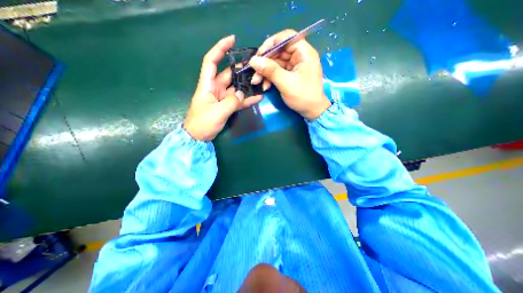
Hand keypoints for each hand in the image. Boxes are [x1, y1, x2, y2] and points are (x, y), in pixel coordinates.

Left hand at [185, 35, 266, 140]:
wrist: (199, 136)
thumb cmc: (203, 123)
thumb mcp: (217, 112)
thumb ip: (231, 102)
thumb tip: (242, 94)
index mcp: (207, 84)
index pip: (211, 61)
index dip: (220, 49)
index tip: (232, 40)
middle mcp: (215, 88)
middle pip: (228, 73)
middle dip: (241, 69)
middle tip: (255, 67)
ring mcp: (222, 97)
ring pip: (236, 87)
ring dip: (246, 84)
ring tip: (260, 81)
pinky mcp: (227, 106)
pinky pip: (239, 100)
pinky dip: (247, 99)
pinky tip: (258, 97)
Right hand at [249, 29, 330, 120]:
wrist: (312, 111)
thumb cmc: (303, 96)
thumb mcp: (285, 83)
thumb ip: (270, 70)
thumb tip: (253, 60)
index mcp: (304, 52)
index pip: (286, 38)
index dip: (271, 44)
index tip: (259, 55)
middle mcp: (299, 56)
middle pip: (278, 51)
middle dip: (265, 63)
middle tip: (254, 73)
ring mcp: (295, 65)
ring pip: (276, 62)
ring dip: (265, 72)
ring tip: (257, 82)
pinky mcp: (291, 74)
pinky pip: (278, 71)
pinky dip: (270, 77)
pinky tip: (266, 86)